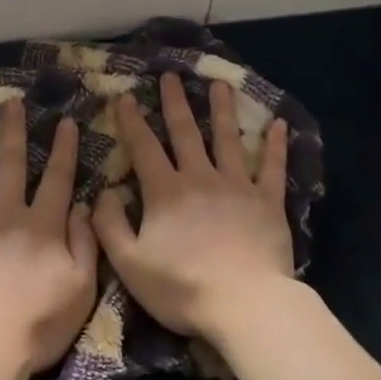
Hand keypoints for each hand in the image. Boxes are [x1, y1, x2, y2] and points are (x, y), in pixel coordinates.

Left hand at [0, 101, 98, 379]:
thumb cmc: (36, 324)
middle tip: (9, 102)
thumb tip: (83, 205)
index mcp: (42, 225)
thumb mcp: (81, 288)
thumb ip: (85, 242)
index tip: (65, 120)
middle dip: (12, 131)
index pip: (57, 178)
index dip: (63, 149)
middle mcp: (4, 214)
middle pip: (10, 164)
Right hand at [93, 71, 293, 344]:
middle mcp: (201, 178)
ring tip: (220, 84)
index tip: (127, 96)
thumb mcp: (130, 264)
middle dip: (175, 103)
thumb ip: (110, 226)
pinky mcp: (268, 202)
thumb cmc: (182, 288)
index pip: (144, 148)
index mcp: (166, 192)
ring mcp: (238, 187)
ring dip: (222, 110)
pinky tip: (278, 124)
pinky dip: (275, 145)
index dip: (133, 122)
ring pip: (228, 140)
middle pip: (186, 133)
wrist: (244, 304)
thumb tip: (102, 194)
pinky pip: (273, 168)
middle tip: (171, 75)